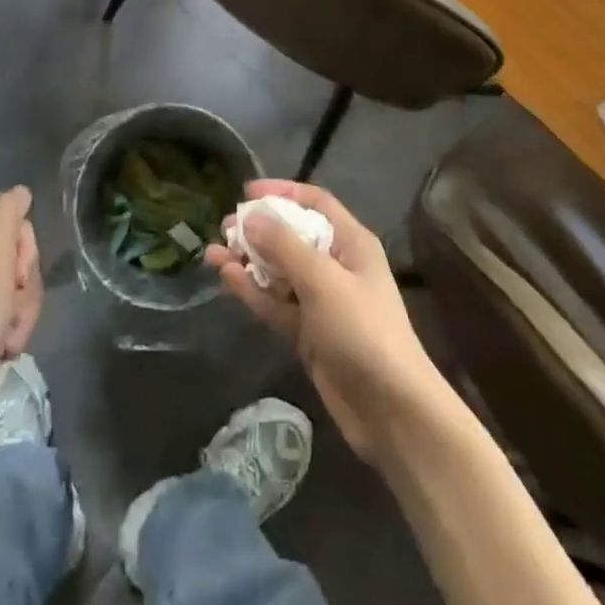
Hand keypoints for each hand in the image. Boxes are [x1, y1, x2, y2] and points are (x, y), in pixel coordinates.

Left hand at [0, 187, 43, 442]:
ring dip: (23, 311)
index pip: (10, 227)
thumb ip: (9, 210)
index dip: (23, 250)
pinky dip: (14, 331)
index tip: (15, 274)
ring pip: (18, 290)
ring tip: (8, 334)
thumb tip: (22, 192)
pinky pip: (10, 318)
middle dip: (25, 286)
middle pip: (16, 259)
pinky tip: (5, 347)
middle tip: (12, 306)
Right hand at [207, 181, 451, 464]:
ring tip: (213, 252)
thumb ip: (284, 245)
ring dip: (249, 261)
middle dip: (259, 229)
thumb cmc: (363, 330)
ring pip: (279, 271)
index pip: (315, 203)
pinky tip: (228, 278)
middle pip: (292, 236)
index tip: (247, 193)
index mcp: (351, 243)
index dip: (283, 192)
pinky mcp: (308, 334)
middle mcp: (336, 266)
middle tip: (224, 227)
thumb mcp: (322, 280)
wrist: (391, 411)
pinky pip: (276, 303)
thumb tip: (251, 217)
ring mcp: (321, 302)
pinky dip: (253, 291)